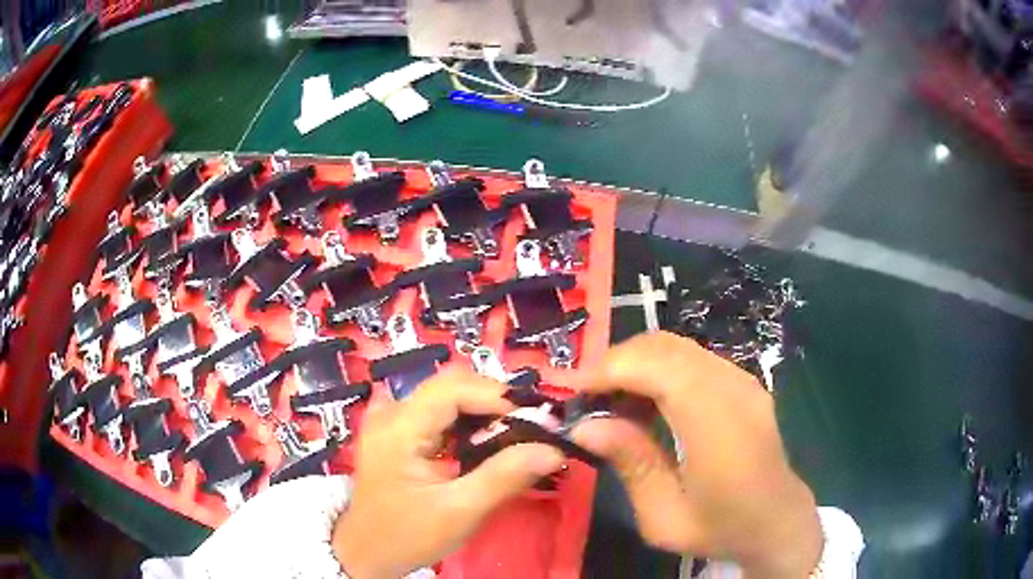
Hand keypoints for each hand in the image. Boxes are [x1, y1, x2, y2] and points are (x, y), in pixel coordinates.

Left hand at [332, 368, 564, 578]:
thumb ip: (505, 477)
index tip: (536, 420)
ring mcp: (392, 422)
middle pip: (450, 386)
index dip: (497, 396)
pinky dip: (467, 423)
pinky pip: (438, 414)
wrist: (367, 553)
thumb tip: (553, 449)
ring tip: (515, 435)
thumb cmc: (407, 535)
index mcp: (400, 427)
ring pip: (446, 398)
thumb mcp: (459, 511)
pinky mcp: (397, 434)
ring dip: (483, 412)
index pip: (453, 388)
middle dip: (494, 402)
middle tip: (530, 429)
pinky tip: (485, 443)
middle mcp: (392, 414)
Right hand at [571, 332, 821, 578]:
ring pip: (677, 347)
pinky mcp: (743, 382)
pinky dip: (658, 368)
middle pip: (665, 347)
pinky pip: (692, 359)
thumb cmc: (721, 527)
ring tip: (608, 399)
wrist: (776, 520)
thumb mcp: (665, 516)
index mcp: (717, 424)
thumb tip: (585, 426)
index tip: (571, 390)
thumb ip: (631, 464)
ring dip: (636, 363)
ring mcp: (742, 380)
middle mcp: (733, 389)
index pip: (659, 368)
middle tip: (584, 396)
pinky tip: (644, 401)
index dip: (610, 368)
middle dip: (616, 361)